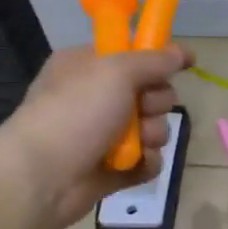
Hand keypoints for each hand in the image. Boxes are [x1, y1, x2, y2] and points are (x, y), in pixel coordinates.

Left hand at [0, 45, 191, 228]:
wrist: (42, 176)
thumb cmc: (75, 113)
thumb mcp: (116, 72)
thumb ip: (153, 60)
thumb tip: (182, 52)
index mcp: (87, 67)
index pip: (132, 56)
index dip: (158, 59)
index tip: (184, 63)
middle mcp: (96, 98)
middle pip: (150, 93)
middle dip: (156, 103)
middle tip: (144, 108)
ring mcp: (104, 135)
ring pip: (152, 128)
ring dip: (153, 135)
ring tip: (137, 143)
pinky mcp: (112, 168)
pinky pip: (146, 160)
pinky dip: (146, 163)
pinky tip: (135, 165)